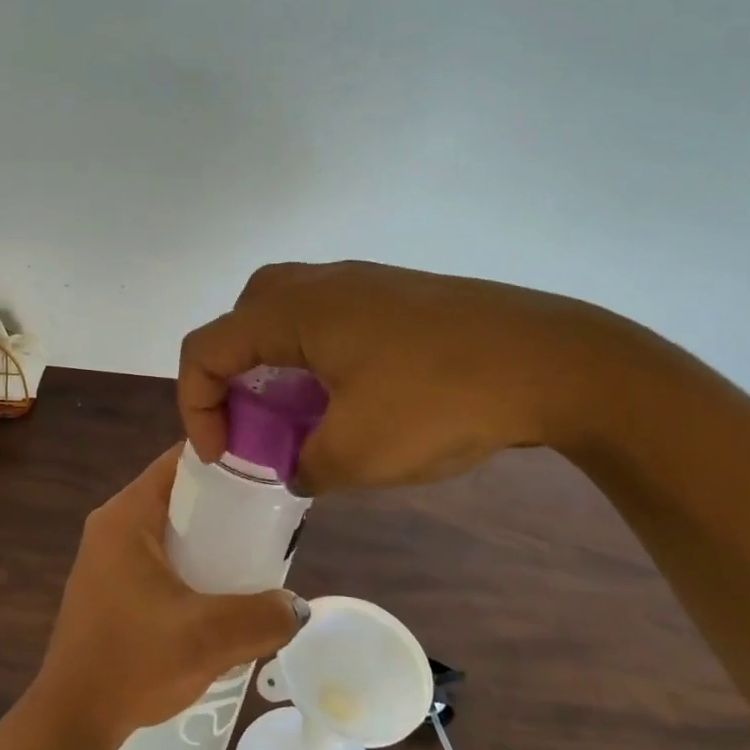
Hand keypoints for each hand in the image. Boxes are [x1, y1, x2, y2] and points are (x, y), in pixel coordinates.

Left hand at [31, 446, 305, 749]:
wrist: (72, 720)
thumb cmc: (133, 664)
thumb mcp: (207, 638)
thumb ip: (261, 617)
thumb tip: (297, 606)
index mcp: (127, 515)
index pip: (181, 460)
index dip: (226, 459)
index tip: (268, 473)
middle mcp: (113, 523)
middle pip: (178, 492)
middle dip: (224, 502)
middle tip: (270, 517)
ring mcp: (107, 554)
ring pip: (170, 525)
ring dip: (208, 535)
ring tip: (253, 551)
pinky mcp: (109, 582)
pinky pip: (158, 552)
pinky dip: (190, 558)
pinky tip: (218, 587)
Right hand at [178, 260, 617, 493]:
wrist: (552, 361)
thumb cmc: (440, 401)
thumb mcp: (358, 455)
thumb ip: (306, 466)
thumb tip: (299, 467)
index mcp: (292, 310)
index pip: (206, 348)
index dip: (197, 406)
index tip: (225, 457)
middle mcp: (318, 284)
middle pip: (241, 322)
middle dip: (234, 378)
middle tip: (258, 425)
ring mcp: (362, 283)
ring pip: (286, 316)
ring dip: (277, 367)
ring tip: (303, 417)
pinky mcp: (397, 295)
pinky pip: (329, 319)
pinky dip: (317, 358)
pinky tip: (355, 398)